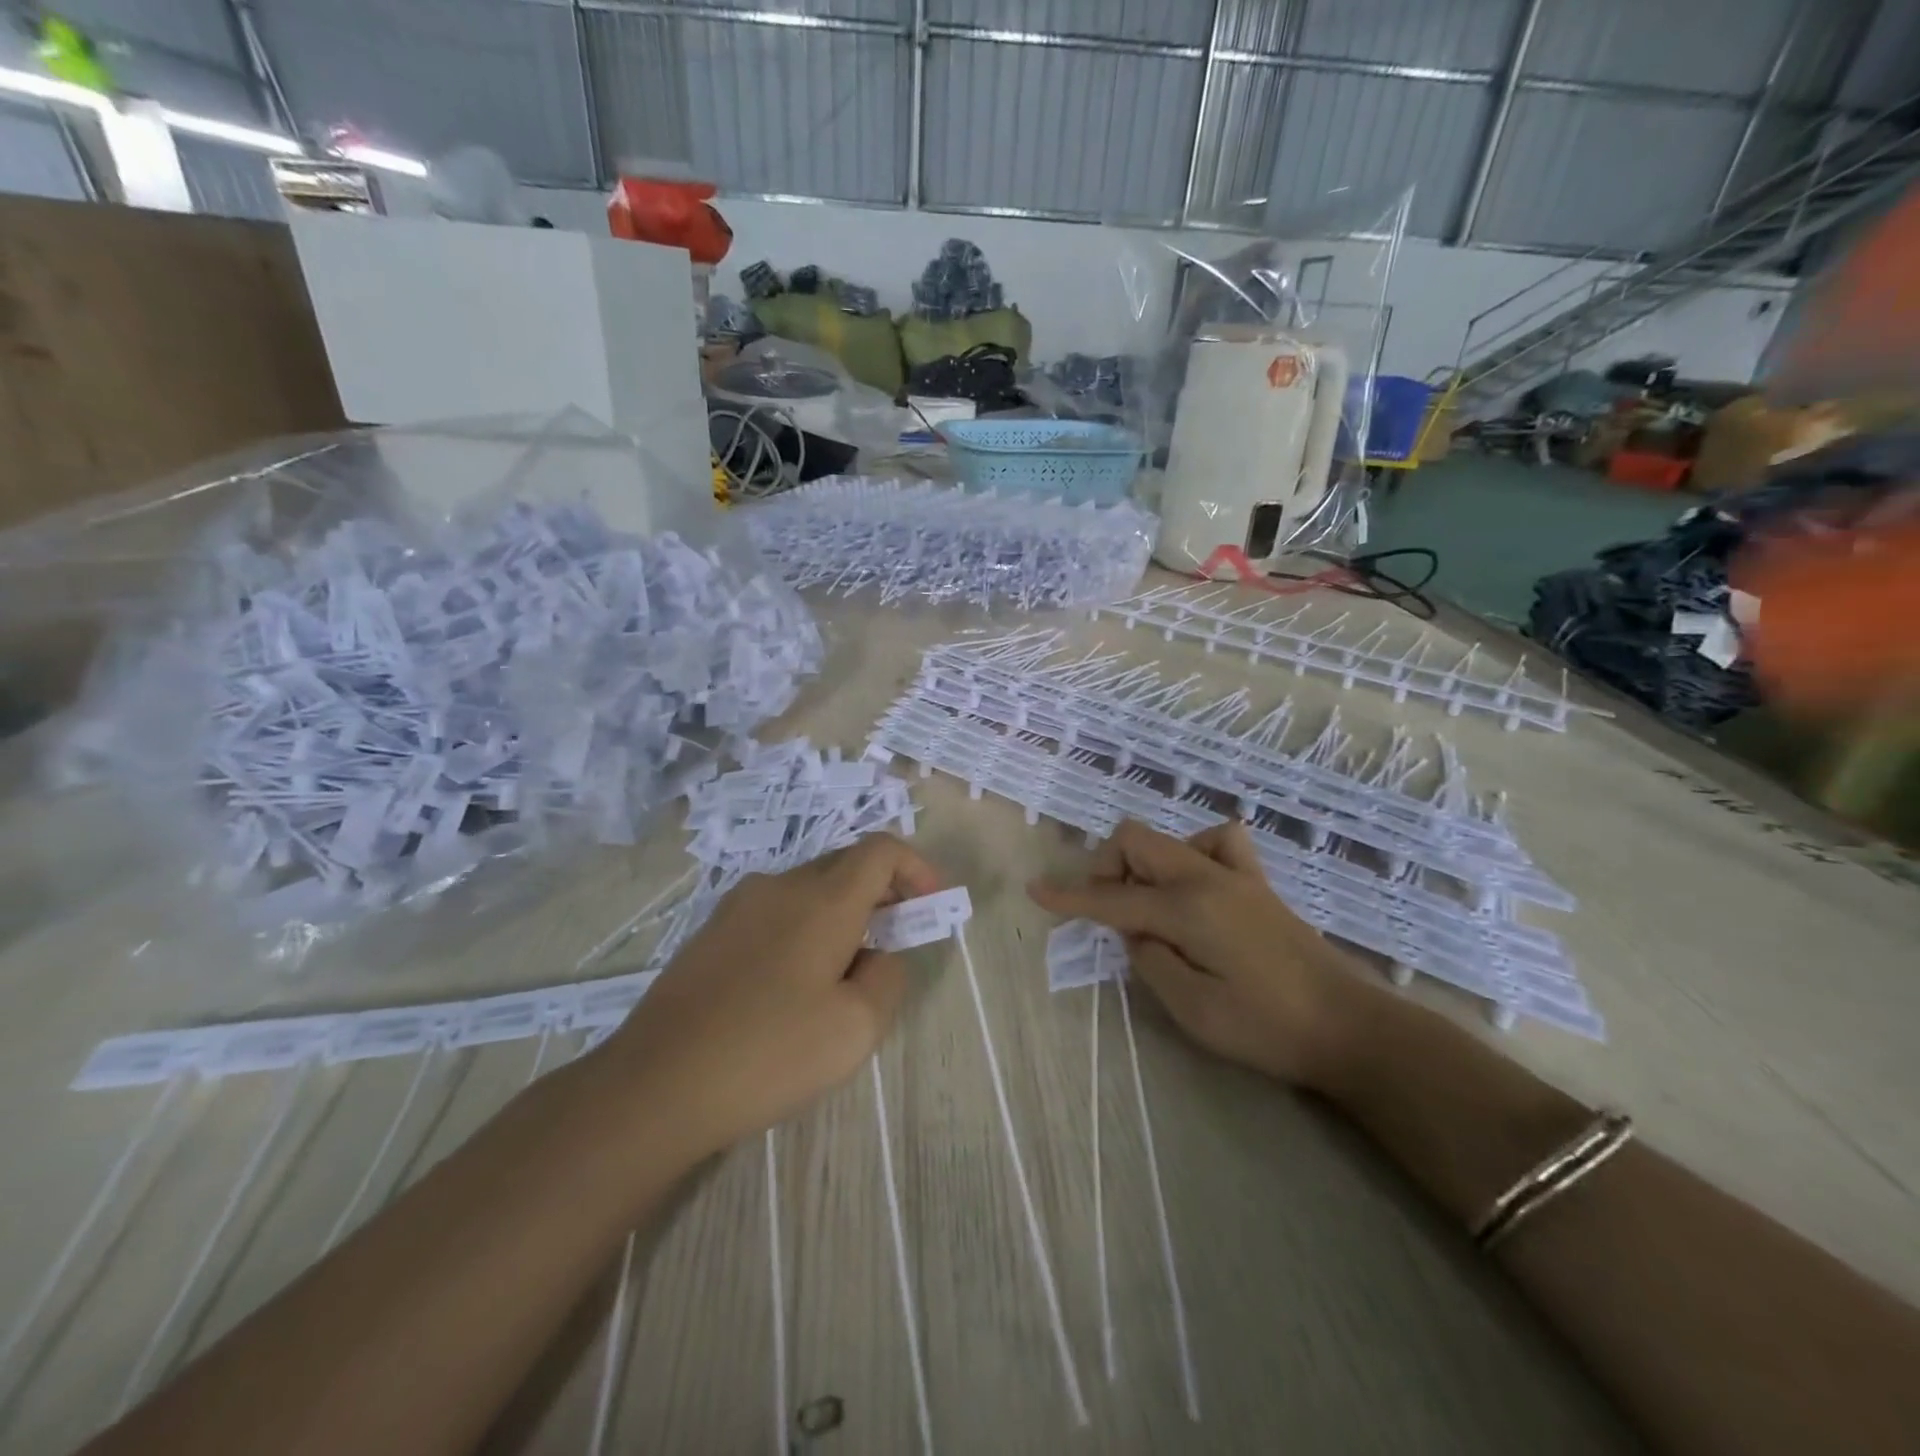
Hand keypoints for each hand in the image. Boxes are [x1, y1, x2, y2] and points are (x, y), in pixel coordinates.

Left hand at [589, 834, 941, 1164]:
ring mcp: (739, 905)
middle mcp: (781, 885)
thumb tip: (879, 955)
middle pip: (846, 865)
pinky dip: (805, 927)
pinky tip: (792, 985)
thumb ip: (888, 977)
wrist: (656, 1084)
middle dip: (881, 894)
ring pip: (809, 889)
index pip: (881, 850)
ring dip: (842, 914)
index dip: (916, 869)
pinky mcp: (712, 931)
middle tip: (893, 944)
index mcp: (823, 899)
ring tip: (843, 973)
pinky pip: (776, 911)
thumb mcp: (856, 1027)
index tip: (928, 907)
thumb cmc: (769, 1052)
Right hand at [1029, 819, 1370, 1088]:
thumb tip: (1134, 932)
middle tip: (1108, 915)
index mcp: (1187, 907)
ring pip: (1170, 838)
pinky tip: (1194, 888)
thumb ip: (1149, 961)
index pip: (1111, 898)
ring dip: (1146, 864)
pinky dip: (1190, 856)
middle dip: (1107, 869)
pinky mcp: (1256, 885)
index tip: (1036, 891)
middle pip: (1136, 840)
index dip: (1069, 897)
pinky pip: (1216, 843)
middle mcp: (1207, 876)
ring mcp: (1236, 875)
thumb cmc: (1266, 1027)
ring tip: (1150, 907)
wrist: (1348, 1027)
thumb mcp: (1192, 1008)